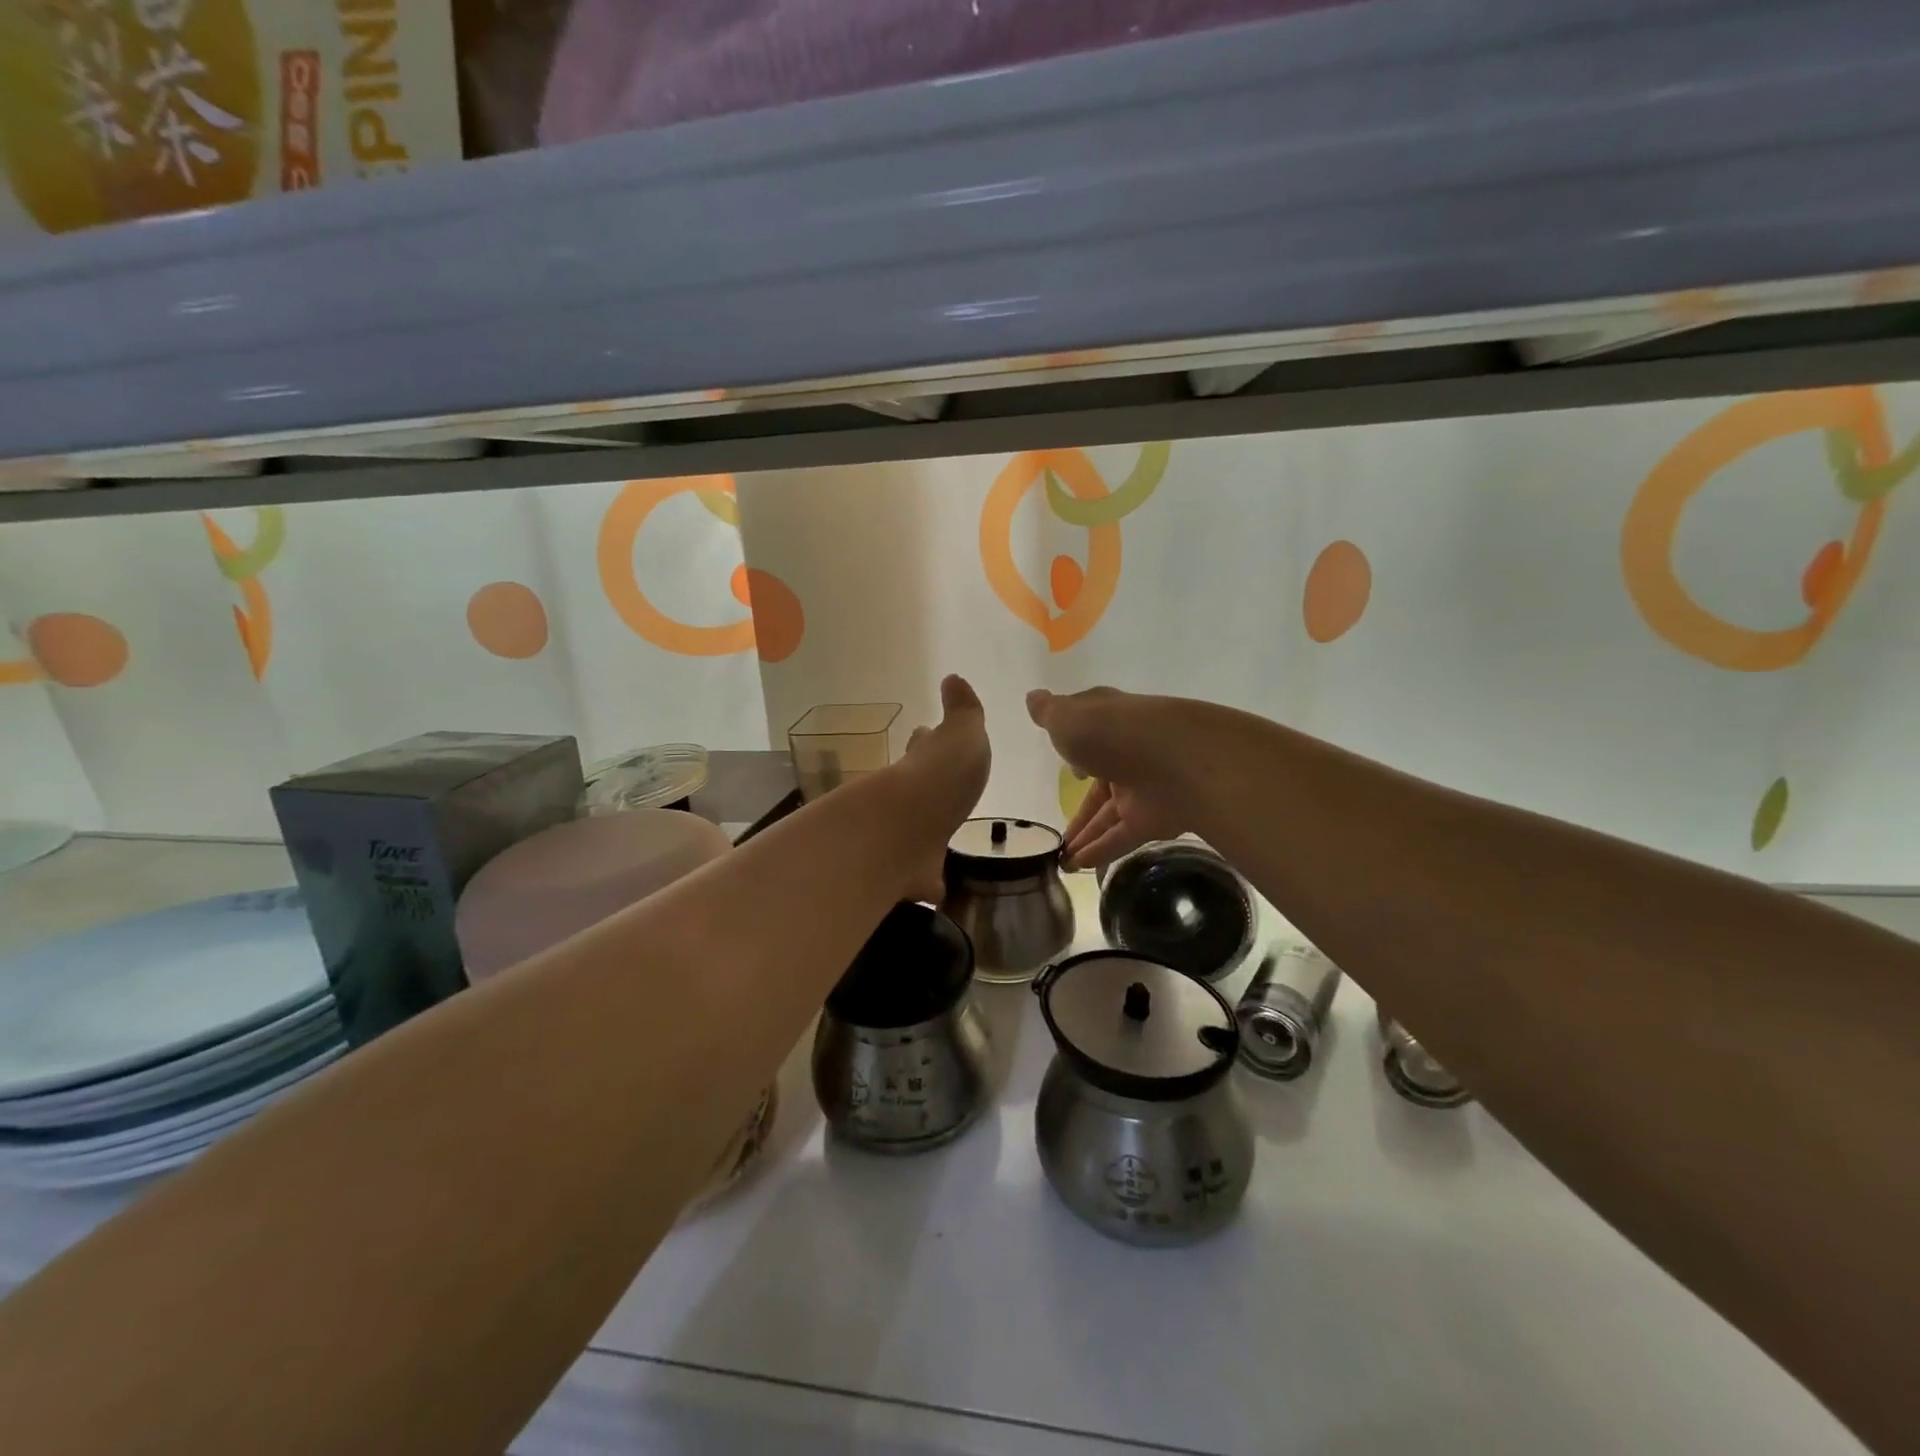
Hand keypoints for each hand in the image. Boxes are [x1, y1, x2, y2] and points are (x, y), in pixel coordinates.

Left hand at [899, 675, 991, 895]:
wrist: (906, 830)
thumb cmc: (941, 777)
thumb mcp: (963, 735)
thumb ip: (963, 712)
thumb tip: (953, 678)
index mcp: (923, 762)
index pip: (924, 745)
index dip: (927, 741)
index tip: (924, 735)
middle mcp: (908, 797)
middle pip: (916, 787)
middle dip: (924, 784)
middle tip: (936, 787)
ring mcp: (905, 836)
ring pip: (916, 831)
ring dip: (925, 831)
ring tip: (941, 835)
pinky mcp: (907, 874)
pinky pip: (922, 876)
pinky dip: (928, 881)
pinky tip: (937, 888)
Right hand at [1026, 686, 1192, 871]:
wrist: (1175, 760)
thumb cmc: (1112, 731)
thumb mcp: (1068, 718)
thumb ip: (1049, 714)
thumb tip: (1034, 698)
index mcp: (1109, 722)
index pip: (1092, 732)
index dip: (1076, 746)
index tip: (1064, 763)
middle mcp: (1127, 753)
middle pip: (1100, 783)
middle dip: (1079, 807)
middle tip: (1056, 830)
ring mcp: (1142, 787)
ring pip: (1109, 814)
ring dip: (1085, 835)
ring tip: (1061, 860)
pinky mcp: (1153, 819)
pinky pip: (1122, 837)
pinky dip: (1101, 851)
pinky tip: (1078, 866)